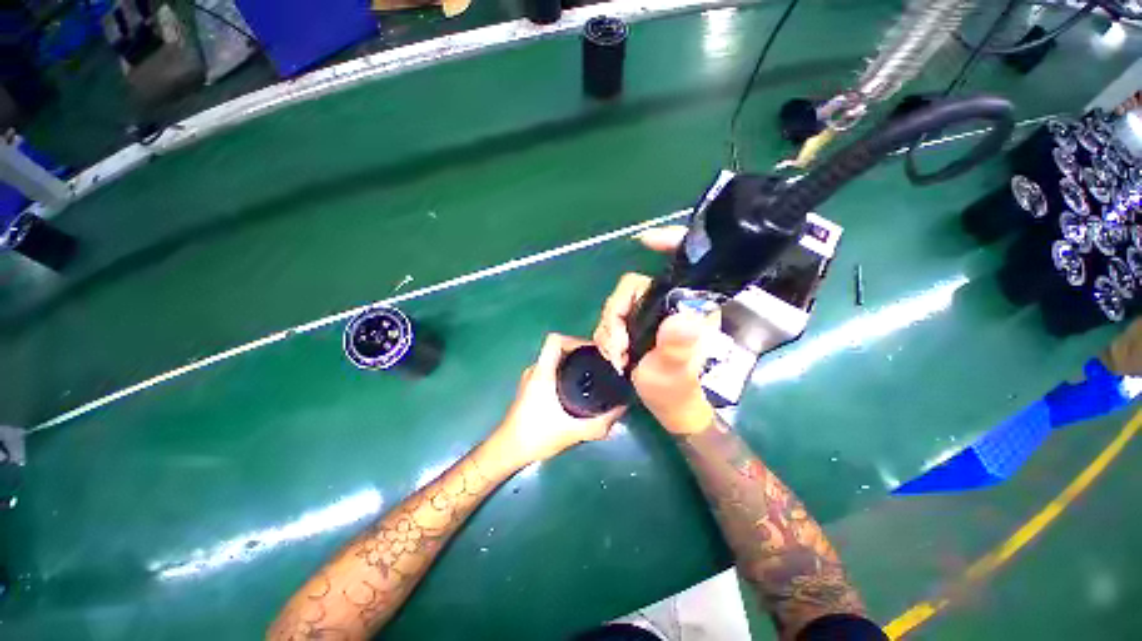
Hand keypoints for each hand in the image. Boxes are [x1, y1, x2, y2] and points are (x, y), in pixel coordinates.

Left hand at [487, 333, 626, 468]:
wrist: (508, 450)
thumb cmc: (536, 437)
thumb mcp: (573, 432)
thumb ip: (601, 422)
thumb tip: (622, 407)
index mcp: (542, 373)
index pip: (555, 339)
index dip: (576, 340)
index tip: (594, 352)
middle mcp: (535, 370)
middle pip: (558, 348)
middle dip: (580, 352)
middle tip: (599, 364)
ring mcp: (531, 378)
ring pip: (554, 360)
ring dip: (572, 363)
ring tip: (592, 375)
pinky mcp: (530, 387)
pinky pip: (551, 370)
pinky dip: (565, 373)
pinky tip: (577, 389)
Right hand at [593, 226, 718, 434]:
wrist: (667, 406)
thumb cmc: (676, 390)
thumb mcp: (676, 372)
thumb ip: (679, 347)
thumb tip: (682, 319)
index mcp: (689, 307)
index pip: (684, 264)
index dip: (669, 244)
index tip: (646, 241)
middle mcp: (670, 303)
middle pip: (631, 288)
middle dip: (614, 316)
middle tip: (615, 347)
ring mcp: (651, 312)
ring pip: (616, 304)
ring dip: (607, 330)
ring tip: (614, 356)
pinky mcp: (637, 323)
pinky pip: (612, 317)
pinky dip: (606, 335)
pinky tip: (612, 354)